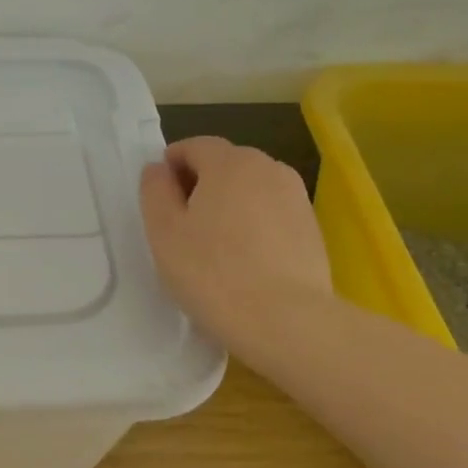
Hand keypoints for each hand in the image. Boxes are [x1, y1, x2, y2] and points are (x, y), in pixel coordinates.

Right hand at [139, 136, 331, 349]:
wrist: (286, 322)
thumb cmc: (211, 272)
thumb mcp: (163, 231)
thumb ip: (155, 190)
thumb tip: (158, 169)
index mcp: (230, 162)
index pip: (194, 145)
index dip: (171, 165)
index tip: (159, 199)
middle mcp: (268, 168)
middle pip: (225, 163)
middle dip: (200, 182)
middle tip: (181, 224)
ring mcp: (296, 198)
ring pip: (250, 188)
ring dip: (228, 203)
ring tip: (213, 243)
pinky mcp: (312, 228)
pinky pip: (271, 212)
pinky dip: (253, 223)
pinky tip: (243, 259)